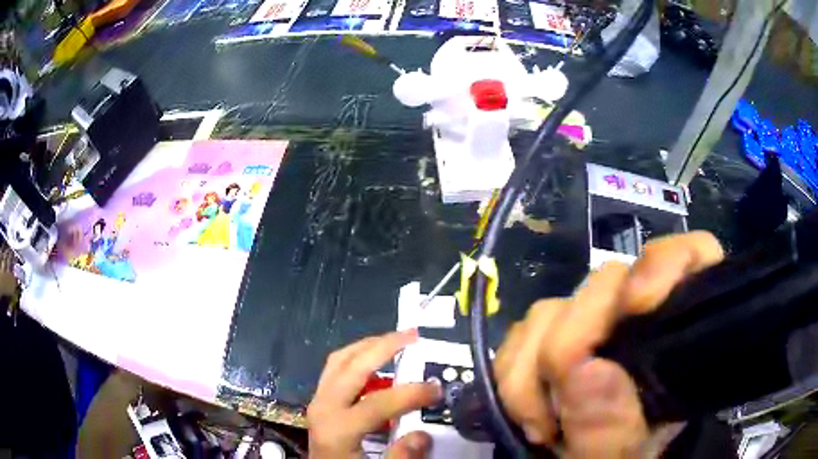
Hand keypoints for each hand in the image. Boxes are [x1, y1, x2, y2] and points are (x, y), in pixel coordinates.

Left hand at [308, 329, 442, 458]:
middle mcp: (323, 407)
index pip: (377, 403)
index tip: (437, 390)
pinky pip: (336, 368)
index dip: (410, 394)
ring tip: (396, 340)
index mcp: (337, 429)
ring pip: (340, 360)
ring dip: (368, 346)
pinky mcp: (320, 400)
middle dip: (383, 347)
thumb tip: (423, 435)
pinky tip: (376, 360)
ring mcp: (318, 400)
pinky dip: (357, 357)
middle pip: (351, 367)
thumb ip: (401, 457)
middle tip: (413, 335)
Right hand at [494, 231, 723, 456]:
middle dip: (571, 343)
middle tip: (559, 408)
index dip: (664, 264)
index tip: (635, 305)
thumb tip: (586, 371)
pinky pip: (519, 333)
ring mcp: (591, 327)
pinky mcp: (551, 340)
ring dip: (532, 371)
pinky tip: (527, 411)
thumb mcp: (623, 456)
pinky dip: (512, 373)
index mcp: (678, 338)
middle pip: (605, 282)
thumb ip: (612, 429)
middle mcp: (637, 319)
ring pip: (553, 307)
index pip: (692, 257)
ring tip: (542, 425)